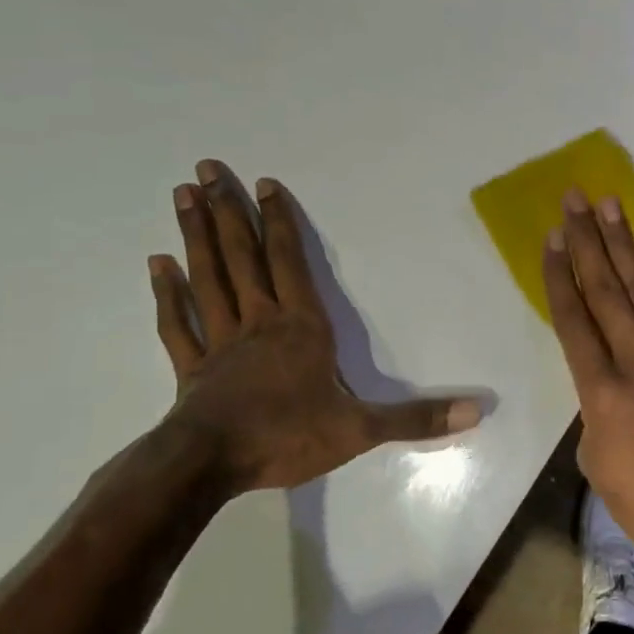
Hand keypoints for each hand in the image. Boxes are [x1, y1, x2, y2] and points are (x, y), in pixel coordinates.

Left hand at [149, 159, 480, 495]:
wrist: (209, 467)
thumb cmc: (287, 437)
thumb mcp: (361, 429)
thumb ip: (416, 419)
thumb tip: (476, 412)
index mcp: (300, 327)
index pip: (289, 262)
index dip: (278, 222)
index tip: (264, 183)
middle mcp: (258, 322)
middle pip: (241, 256)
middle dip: (227, 211)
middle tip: (207, 167)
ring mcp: (219, 342)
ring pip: (207, 277)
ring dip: (196, 235)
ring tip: (183, 194)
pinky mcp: (191, 367)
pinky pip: (176, 322)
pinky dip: (167, 293)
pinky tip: (157, 264)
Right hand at [541, 189, 633, 569]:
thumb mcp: (597, 462)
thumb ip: (595, 408)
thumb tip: (604, 379)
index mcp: (604, 394)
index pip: (575, 322)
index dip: (561, 276)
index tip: (553, 238)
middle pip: (608, 293)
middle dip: (589, 243)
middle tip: (575, 199)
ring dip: (624, 245)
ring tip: (610, 206)